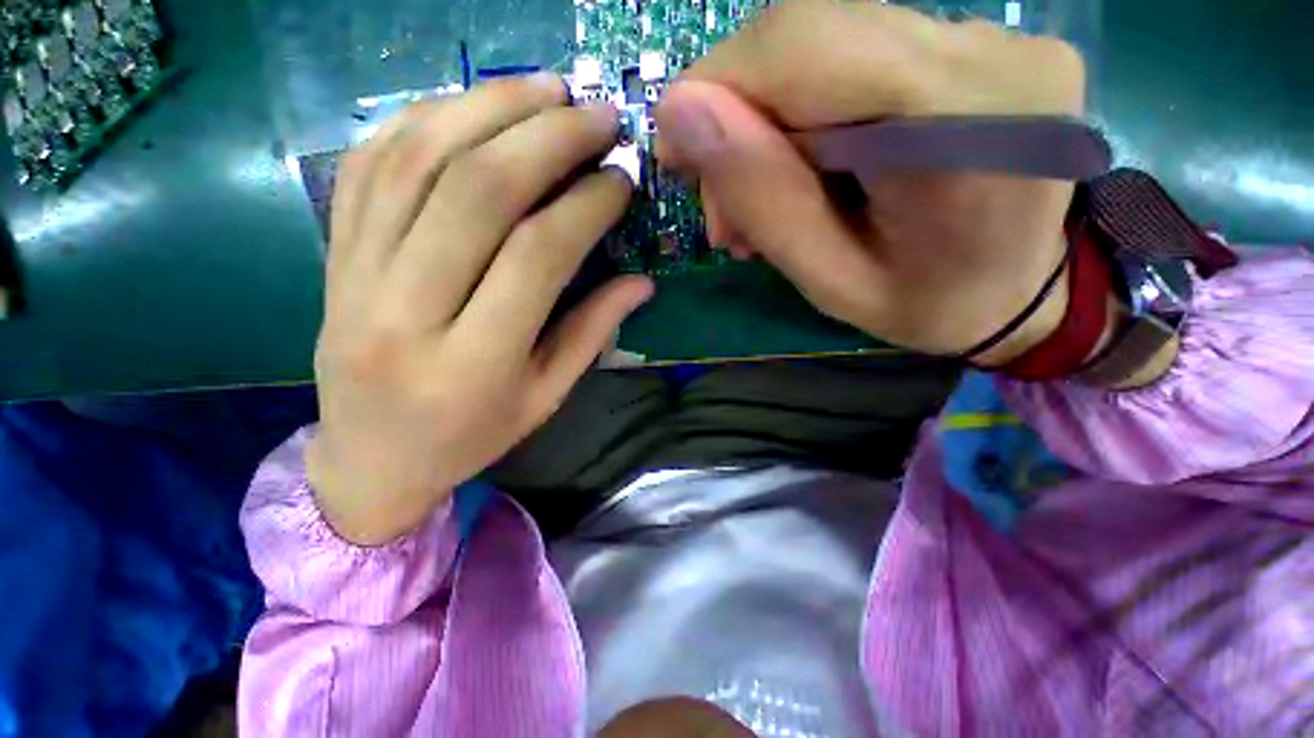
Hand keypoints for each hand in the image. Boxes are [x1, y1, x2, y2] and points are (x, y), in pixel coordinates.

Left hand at [308, 74, 652, 544]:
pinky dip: (423, 120)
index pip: (537, 257)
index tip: (621, 180)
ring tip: (544, 88)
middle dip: (546, 138)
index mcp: (474, 364)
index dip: (586, 206)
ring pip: (418, 161)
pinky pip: (370, 166)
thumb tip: (641, 282)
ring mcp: (355, 277)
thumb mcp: (544, 398)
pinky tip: (471, 105)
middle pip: (477, 193)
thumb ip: (591, 334)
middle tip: (595, 114)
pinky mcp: (333, 256)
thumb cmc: (469, 437)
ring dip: (488, 109)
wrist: (369, 459)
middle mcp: (407, 312)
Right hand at [655, 1, 1085, 361]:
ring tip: (761, 203)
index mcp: (962, 124)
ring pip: (824, 45)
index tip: (678, 155)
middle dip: (739, 119)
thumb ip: (765, 200)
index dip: (715, 88)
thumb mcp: (831, 282)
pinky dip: (807, 114)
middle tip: (724, 207)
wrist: (1022, 295)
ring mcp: (990, 37)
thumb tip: (681, 113)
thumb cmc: (928, 307)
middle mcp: (988, 50)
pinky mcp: (977, 43)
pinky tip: (805, 171)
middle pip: (807, 35)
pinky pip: (856, 57)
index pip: (800, 46)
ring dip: (769, 123)